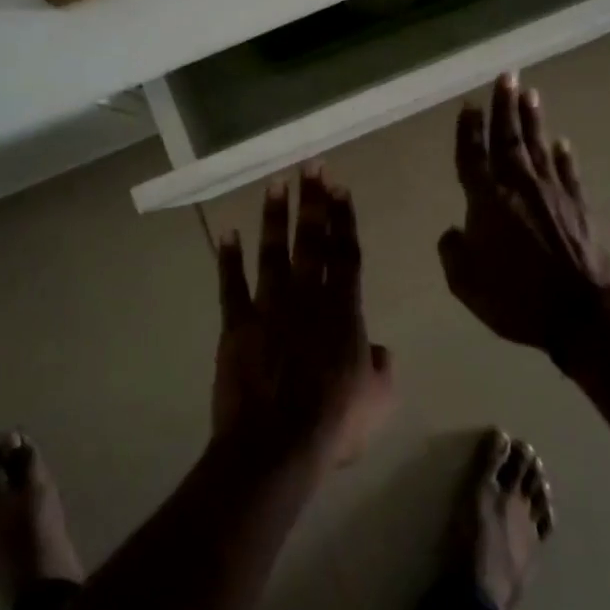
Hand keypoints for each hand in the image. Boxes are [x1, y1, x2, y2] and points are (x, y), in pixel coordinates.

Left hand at [214, 168, 395, 466]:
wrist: (276, 445)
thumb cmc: (334, 423)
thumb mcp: (378, 400)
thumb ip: (382, 368)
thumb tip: (380, 349)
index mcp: (343, 310)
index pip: (346, 253)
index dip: (343, 218)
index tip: (339, 186)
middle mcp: (307, 297)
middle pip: (311, 240)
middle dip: (313, 200)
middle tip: (311, 164)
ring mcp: (269, 307)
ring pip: (273, 252)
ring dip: (274, 216)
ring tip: (275, 183)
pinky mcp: (237, 324)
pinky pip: (232, 285)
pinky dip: (229, 259)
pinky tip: (227, 231)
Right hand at [437, 72, 609, 354]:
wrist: (581, 314)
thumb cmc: (516, 298)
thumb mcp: (466, 284)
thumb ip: (453, 252)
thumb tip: (453, 230)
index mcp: (486, 201)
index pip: (472, 156)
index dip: (468, 129)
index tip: (468, 104)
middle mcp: (519, 187)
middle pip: (508, 138)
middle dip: (504, 106)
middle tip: (506, 75)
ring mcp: (553, 193)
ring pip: (538, 146)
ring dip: (532, 119)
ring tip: (530, 93)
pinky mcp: (580, 206)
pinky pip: (568, 172)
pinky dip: (563, 155)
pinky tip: (561, 142)